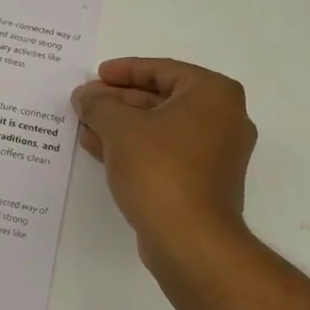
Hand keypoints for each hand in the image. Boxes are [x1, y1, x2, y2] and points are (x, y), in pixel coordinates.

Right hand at [72, 58, 256, 257]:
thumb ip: (98, 104)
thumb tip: (85, 95)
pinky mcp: (204, 182)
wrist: (190, 240)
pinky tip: (100, 149)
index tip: (96, 75)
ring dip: (122, 125)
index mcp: (213, 94)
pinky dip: (135, 148)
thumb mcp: (120, 128)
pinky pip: (165, 152)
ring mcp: (216, 153)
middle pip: (162, 98)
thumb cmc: (160, 170)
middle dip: (119, 101)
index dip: (124, 70)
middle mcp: (224, 118)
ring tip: (85, 125)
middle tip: (85, 102)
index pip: (162, 70)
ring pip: (161, 128)